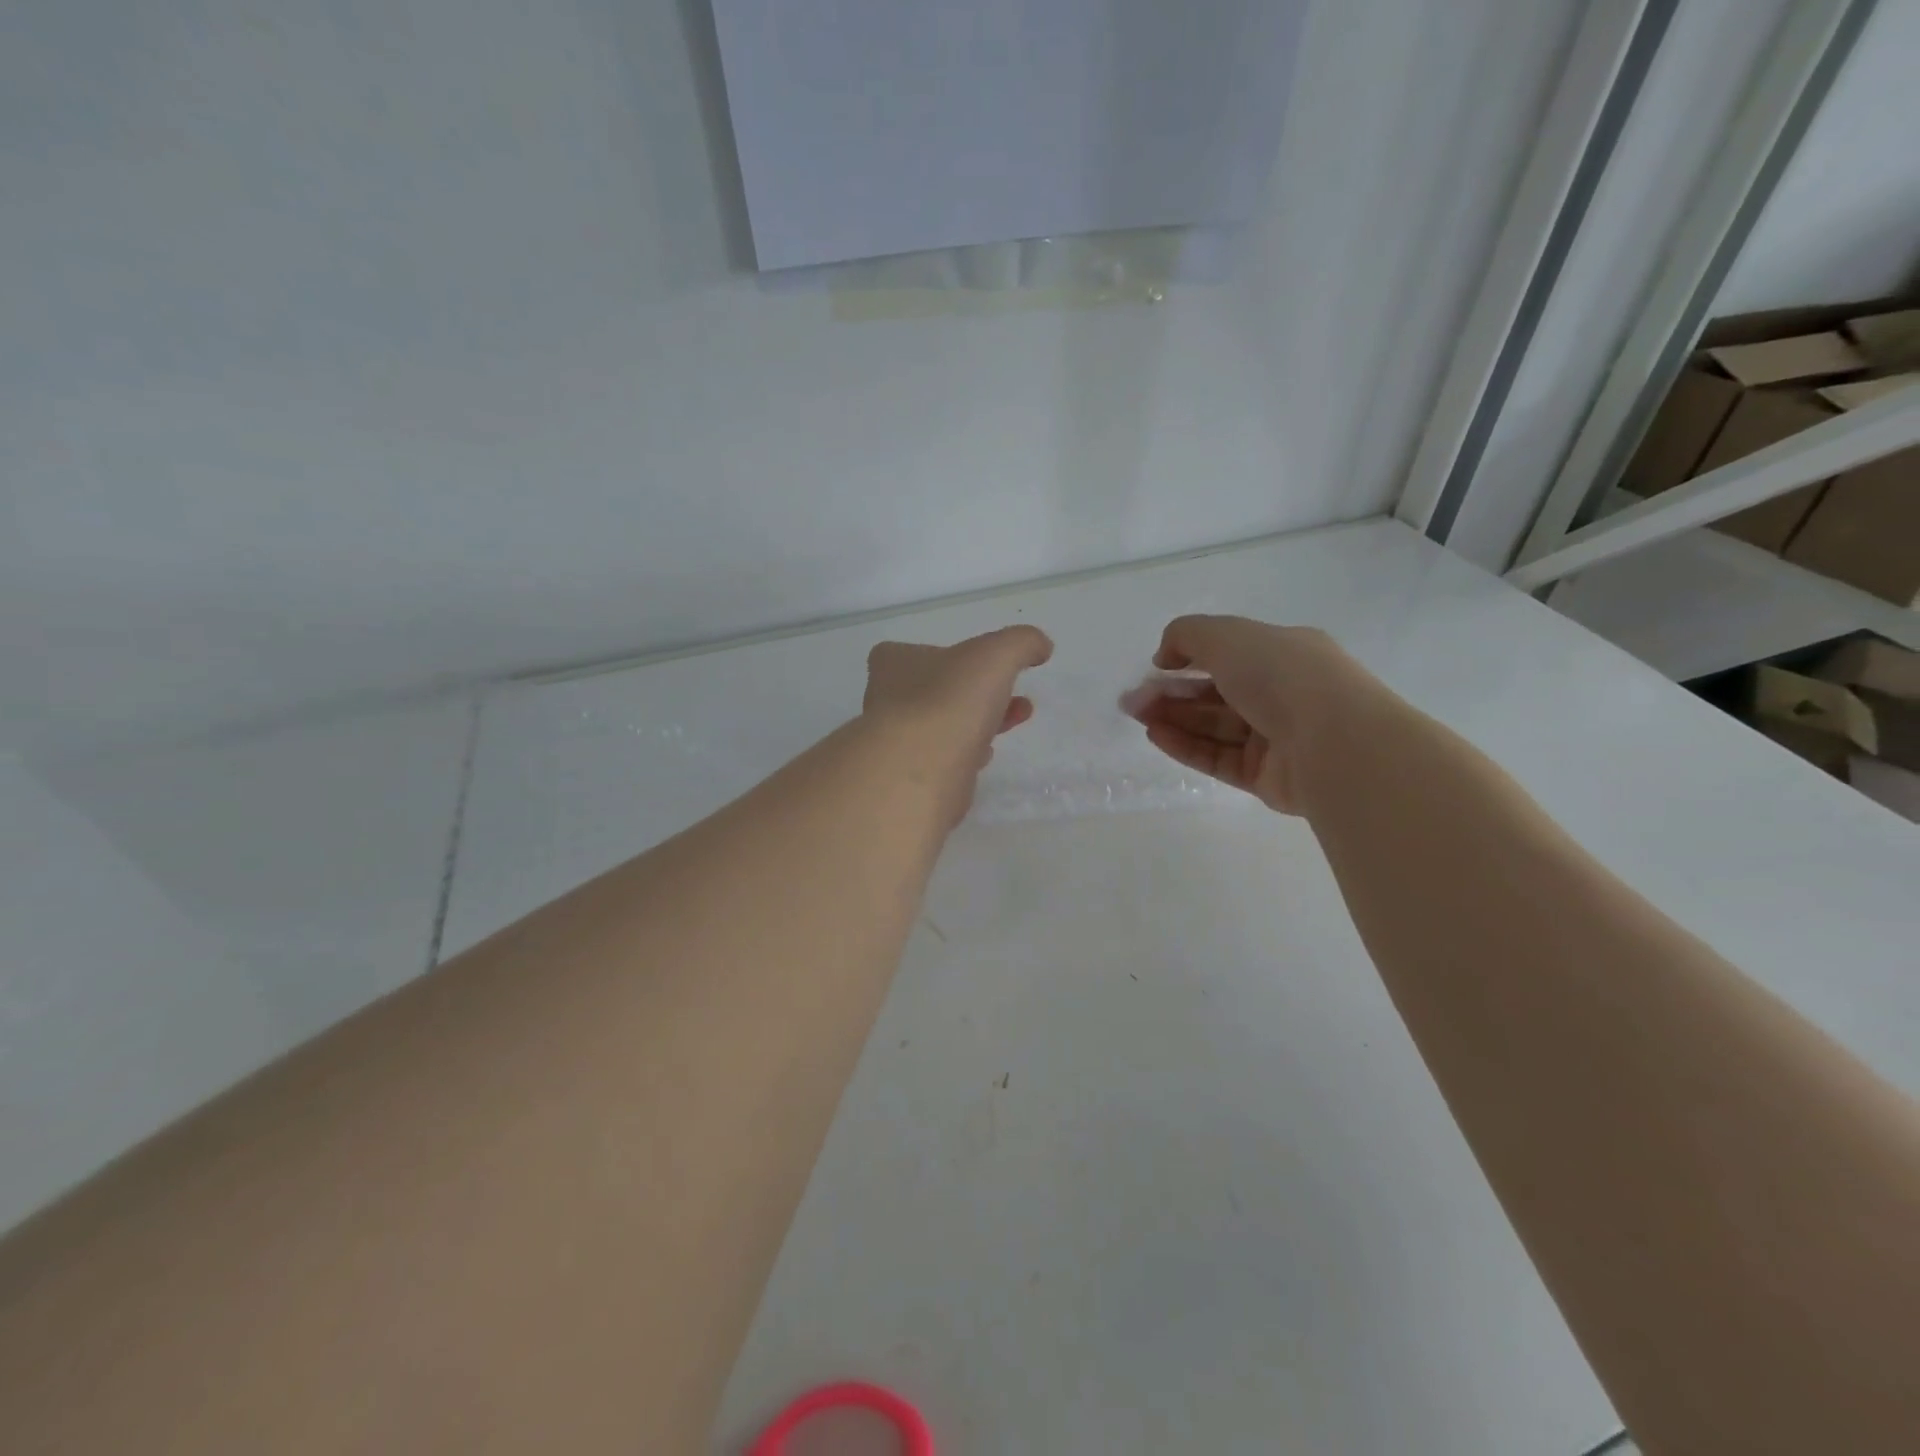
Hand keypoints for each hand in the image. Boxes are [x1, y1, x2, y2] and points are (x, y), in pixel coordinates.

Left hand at [863, 626, 1053, 803]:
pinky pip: (943, 760)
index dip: (949, 655)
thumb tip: (1040, 646)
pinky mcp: (912, 779)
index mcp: (893, 664)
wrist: (921, 775)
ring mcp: (897, 743)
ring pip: (942, 725)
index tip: (984, 665)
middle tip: (1014, 695)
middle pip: (936, 690)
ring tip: (1016, 720)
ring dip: (978, 721)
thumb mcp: (996, 655)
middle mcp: (887, 701)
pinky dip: (967, 755)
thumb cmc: (949, 702)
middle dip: (978, 691)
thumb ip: (1021, 643)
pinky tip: (986, 756)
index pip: (912, 652)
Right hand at [1127, 616, 1379, 814]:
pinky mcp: (1266, 776)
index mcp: (1284, 653)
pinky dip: (1186, 745)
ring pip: (1214, 726)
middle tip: (1133, 700)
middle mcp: (1282, 694)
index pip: (1229, 653)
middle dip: (1172, 693)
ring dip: (1173, 718)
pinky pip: (1218, 758)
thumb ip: (1186, 636)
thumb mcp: (1226, 635)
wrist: (1333, 742)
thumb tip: (1165, 657)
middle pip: (1216, 693)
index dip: (1187, 658)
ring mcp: (1276, 738)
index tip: (1154, 667)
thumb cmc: (1281, 675)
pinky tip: (1156, 735)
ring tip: (1137, 716)